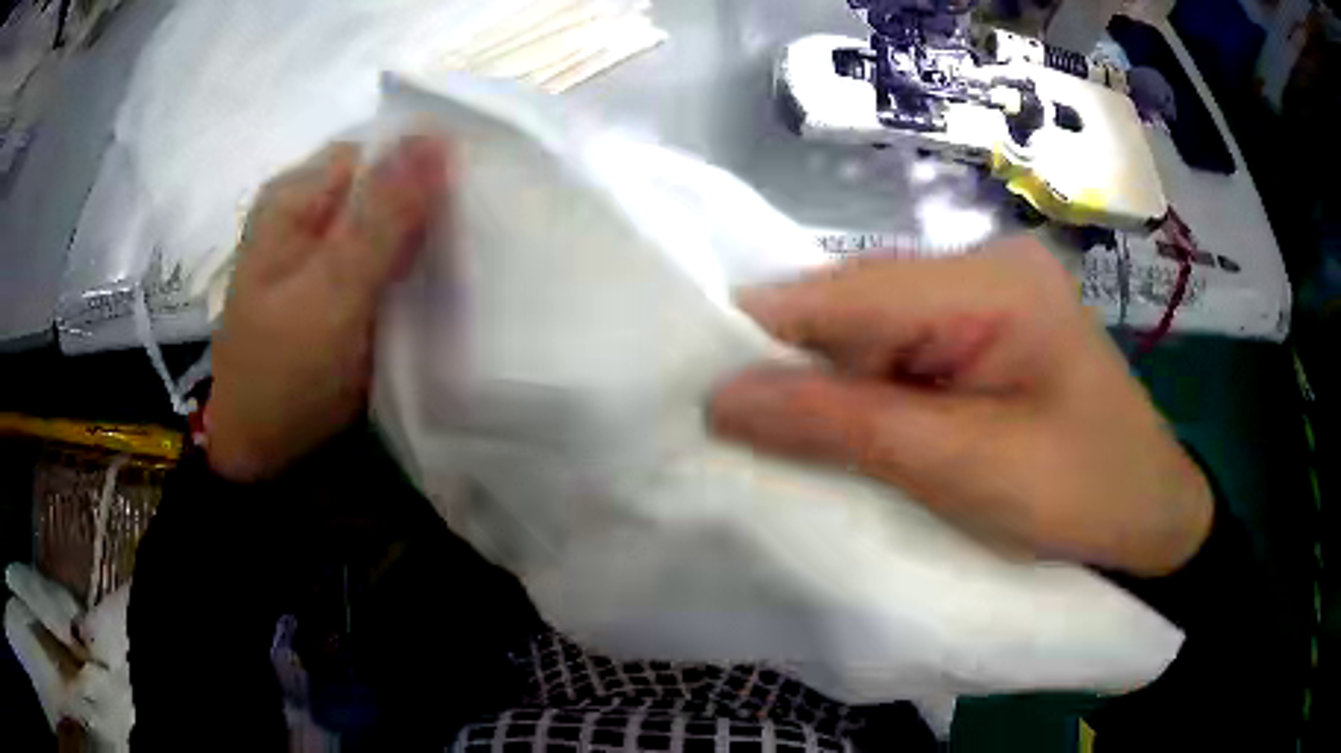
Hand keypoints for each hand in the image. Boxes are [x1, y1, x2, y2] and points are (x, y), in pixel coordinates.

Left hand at [207, 136, 448, 481]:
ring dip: (427, 237)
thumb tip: (438, 134)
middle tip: (480, 239)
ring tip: (470, 262)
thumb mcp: (331, 295)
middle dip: (432, 203)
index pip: (379, 150)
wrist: (263, 455)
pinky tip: (443, 282)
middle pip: (385, 182)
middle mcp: (307, 210)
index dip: (430, 166)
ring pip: (390, 219)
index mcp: (295, 196)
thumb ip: (381, 217)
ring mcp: (321, 249)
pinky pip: (385, 255)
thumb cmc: (285, 376)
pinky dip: (413, 265)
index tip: (477, 202)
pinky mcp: (336, 283)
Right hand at [711, 237, 1212, 576]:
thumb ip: (843, 426)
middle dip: (797, 362)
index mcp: (990, 282)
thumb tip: (723, 398)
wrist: (1149, 517)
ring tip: (783, 432)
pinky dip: (865, 386)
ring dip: (829, 380)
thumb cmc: (1077, 495)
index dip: (766, 333)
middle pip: (856, 300)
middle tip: (734, 423)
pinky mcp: (986, 327)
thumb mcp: (962, 469)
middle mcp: (983, 264)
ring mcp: (986, 293)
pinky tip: (847, 422)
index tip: (698, 386)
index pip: (849, 290)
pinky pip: (902, 345)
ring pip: (872, 325)